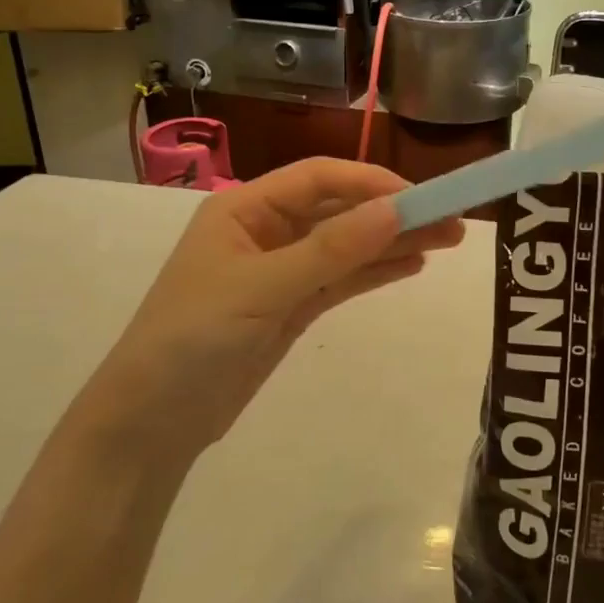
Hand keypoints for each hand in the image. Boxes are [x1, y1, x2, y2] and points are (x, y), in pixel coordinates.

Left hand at [98, 159, 464, 453]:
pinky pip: (342, 280)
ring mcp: (282, 271)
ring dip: (394, 242)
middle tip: (453, 221)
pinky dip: (376, 272)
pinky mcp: (293, 307)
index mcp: (245, 209)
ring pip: (348, 246)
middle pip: (340, 211)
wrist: (150, 424)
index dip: (372, 182)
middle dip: (394, 214)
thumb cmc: (192, 339)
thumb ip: (331, 250)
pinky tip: (413, 266)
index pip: (319, 178)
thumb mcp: (261, 288)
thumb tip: (396, 209)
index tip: (422, 198)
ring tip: (447, 242)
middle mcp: (266, 231)